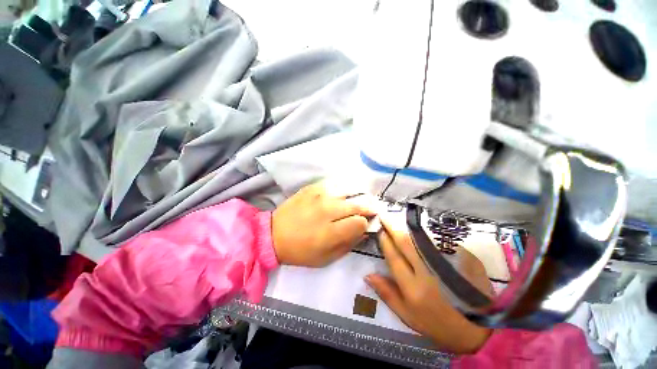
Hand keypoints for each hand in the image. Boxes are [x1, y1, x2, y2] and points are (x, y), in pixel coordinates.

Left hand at [272, 181, 376, 266]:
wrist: (273, 234)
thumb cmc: (300, 251)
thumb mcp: (326, 258)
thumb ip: (348, 244)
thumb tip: (364, 231)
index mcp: (330, 232)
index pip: (360, 222)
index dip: (365, 224)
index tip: (363, 225)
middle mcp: (327, 210)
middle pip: (358, 204)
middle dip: (367, 208)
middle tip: (368, 211)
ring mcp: (319, 196)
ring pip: (349, 191)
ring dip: (356, 197)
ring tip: (355, 202)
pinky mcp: (312, 187)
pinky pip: (334, 184)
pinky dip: (342, 190)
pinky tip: (340, 196)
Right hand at [365, 220, 492, 353]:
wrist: (479, 330)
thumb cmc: (438, 325)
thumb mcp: (408, 316)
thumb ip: (387, 294)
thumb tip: (368, 275)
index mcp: (413, 288)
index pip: (394, 257)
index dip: (385, 242)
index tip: (379, 230)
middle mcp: (428, 273)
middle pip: (406, 244)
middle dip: (393, 228)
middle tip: (384, 217)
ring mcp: (447, 265)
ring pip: (422, 240)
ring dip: (407, 228)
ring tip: (398, 219)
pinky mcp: (463, 259)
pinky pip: (440, 241)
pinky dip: (427, 233)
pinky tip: (420, 228)